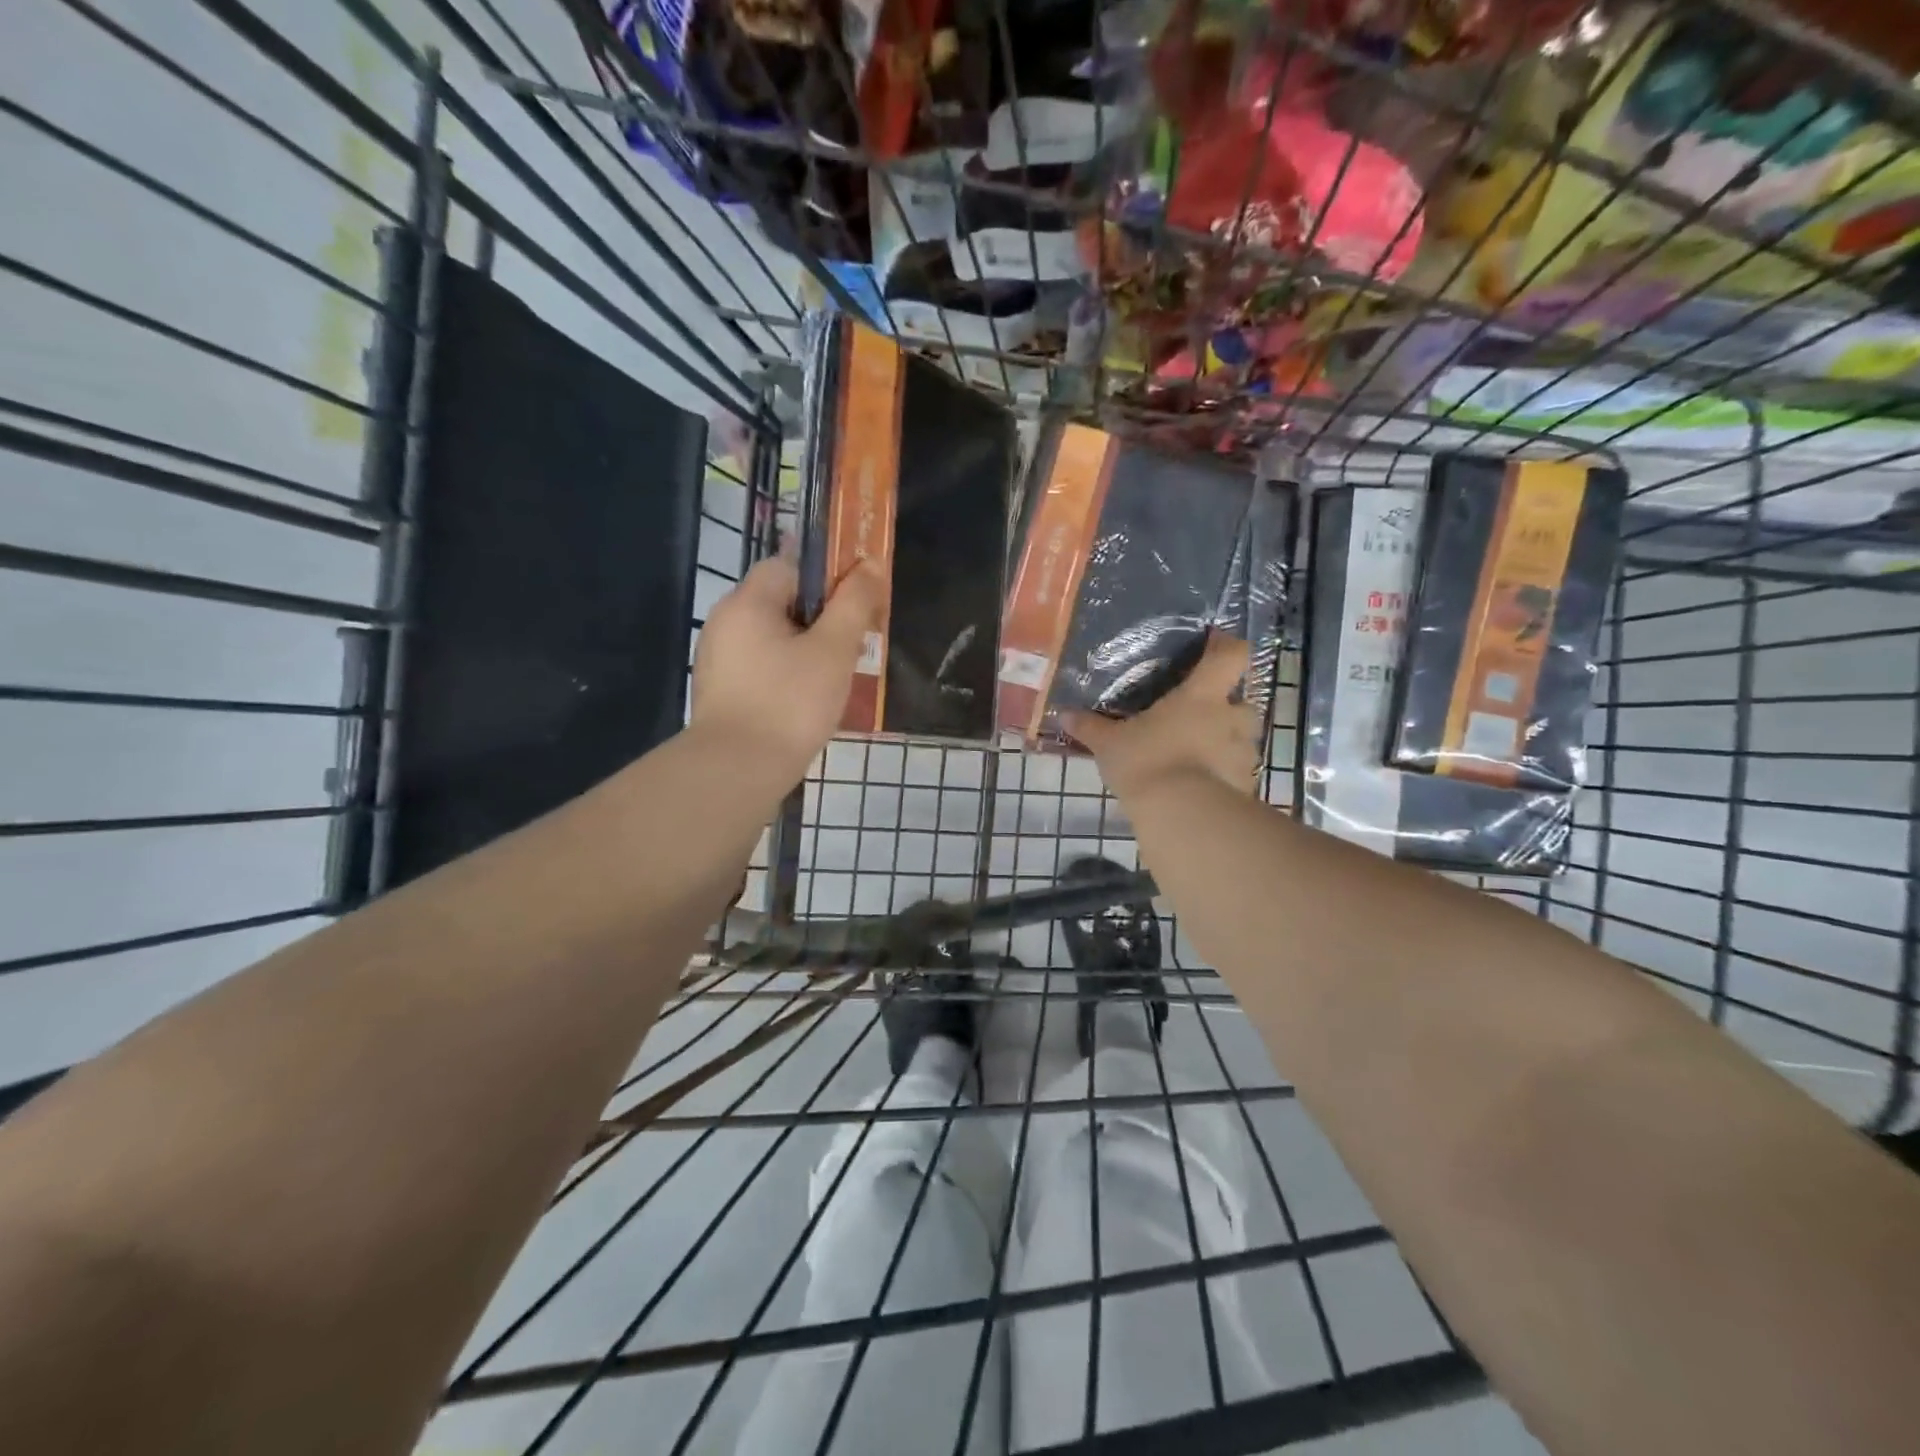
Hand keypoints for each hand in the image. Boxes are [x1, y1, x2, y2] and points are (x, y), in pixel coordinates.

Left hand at [692, 557, 882, 781]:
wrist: (737, 770)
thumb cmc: (790, 703)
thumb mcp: (833, 650)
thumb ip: (853, 604)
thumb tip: (868, 565)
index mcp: (747, 602)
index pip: (787, 565)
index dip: (824, 577)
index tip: (854, 604)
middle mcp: (724, 622)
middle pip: (779, 602)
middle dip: (819, 618)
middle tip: (851, 645)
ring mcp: (716, 659)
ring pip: (770, 638)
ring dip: (803, 649)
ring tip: (834, 677)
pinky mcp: (718, 691)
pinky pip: (759, 666)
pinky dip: (784, 673)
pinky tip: (805, 700)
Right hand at [1065, 633, 1261, 801]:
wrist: (1182, 815)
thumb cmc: (1146, 762)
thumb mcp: (1109, 745)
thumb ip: (1090, 727)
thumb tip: (1063, 714)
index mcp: (1201, 696)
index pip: (1231, 655)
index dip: (1225, 645)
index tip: (1213, 644)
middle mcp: (1230, 718)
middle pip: (1242, 700)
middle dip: (1226, 706)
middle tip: (1199, 715)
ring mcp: (1243, 753)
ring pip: (1241, 738)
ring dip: (1225, 741)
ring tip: (1197, 755)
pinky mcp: (1245, 785)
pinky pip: (1237, 771)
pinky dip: (1223, 774)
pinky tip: (1200, 787)